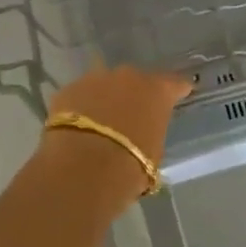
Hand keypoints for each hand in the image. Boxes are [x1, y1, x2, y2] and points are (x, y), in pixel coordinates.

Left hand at [41, 65, 192, 193]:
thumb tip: (142, 133)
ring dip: (105, 99)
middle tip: (131, 117)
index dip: (176, 91)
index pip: (175, 84)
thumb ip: (151, 132)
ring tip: (100, 123)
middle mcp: (128, 76)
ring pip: (104, 85)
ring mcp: (95, 79)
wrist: (82, 169)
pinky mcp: (67, 91)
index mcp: (157, 90)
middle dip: (134, 95)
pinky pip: (79, 97)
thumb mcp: (154, 151)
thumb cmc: (130, 166)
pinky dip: (80, 108)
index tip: (178, 96)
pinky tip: (77, 129)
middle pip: (136, 81)